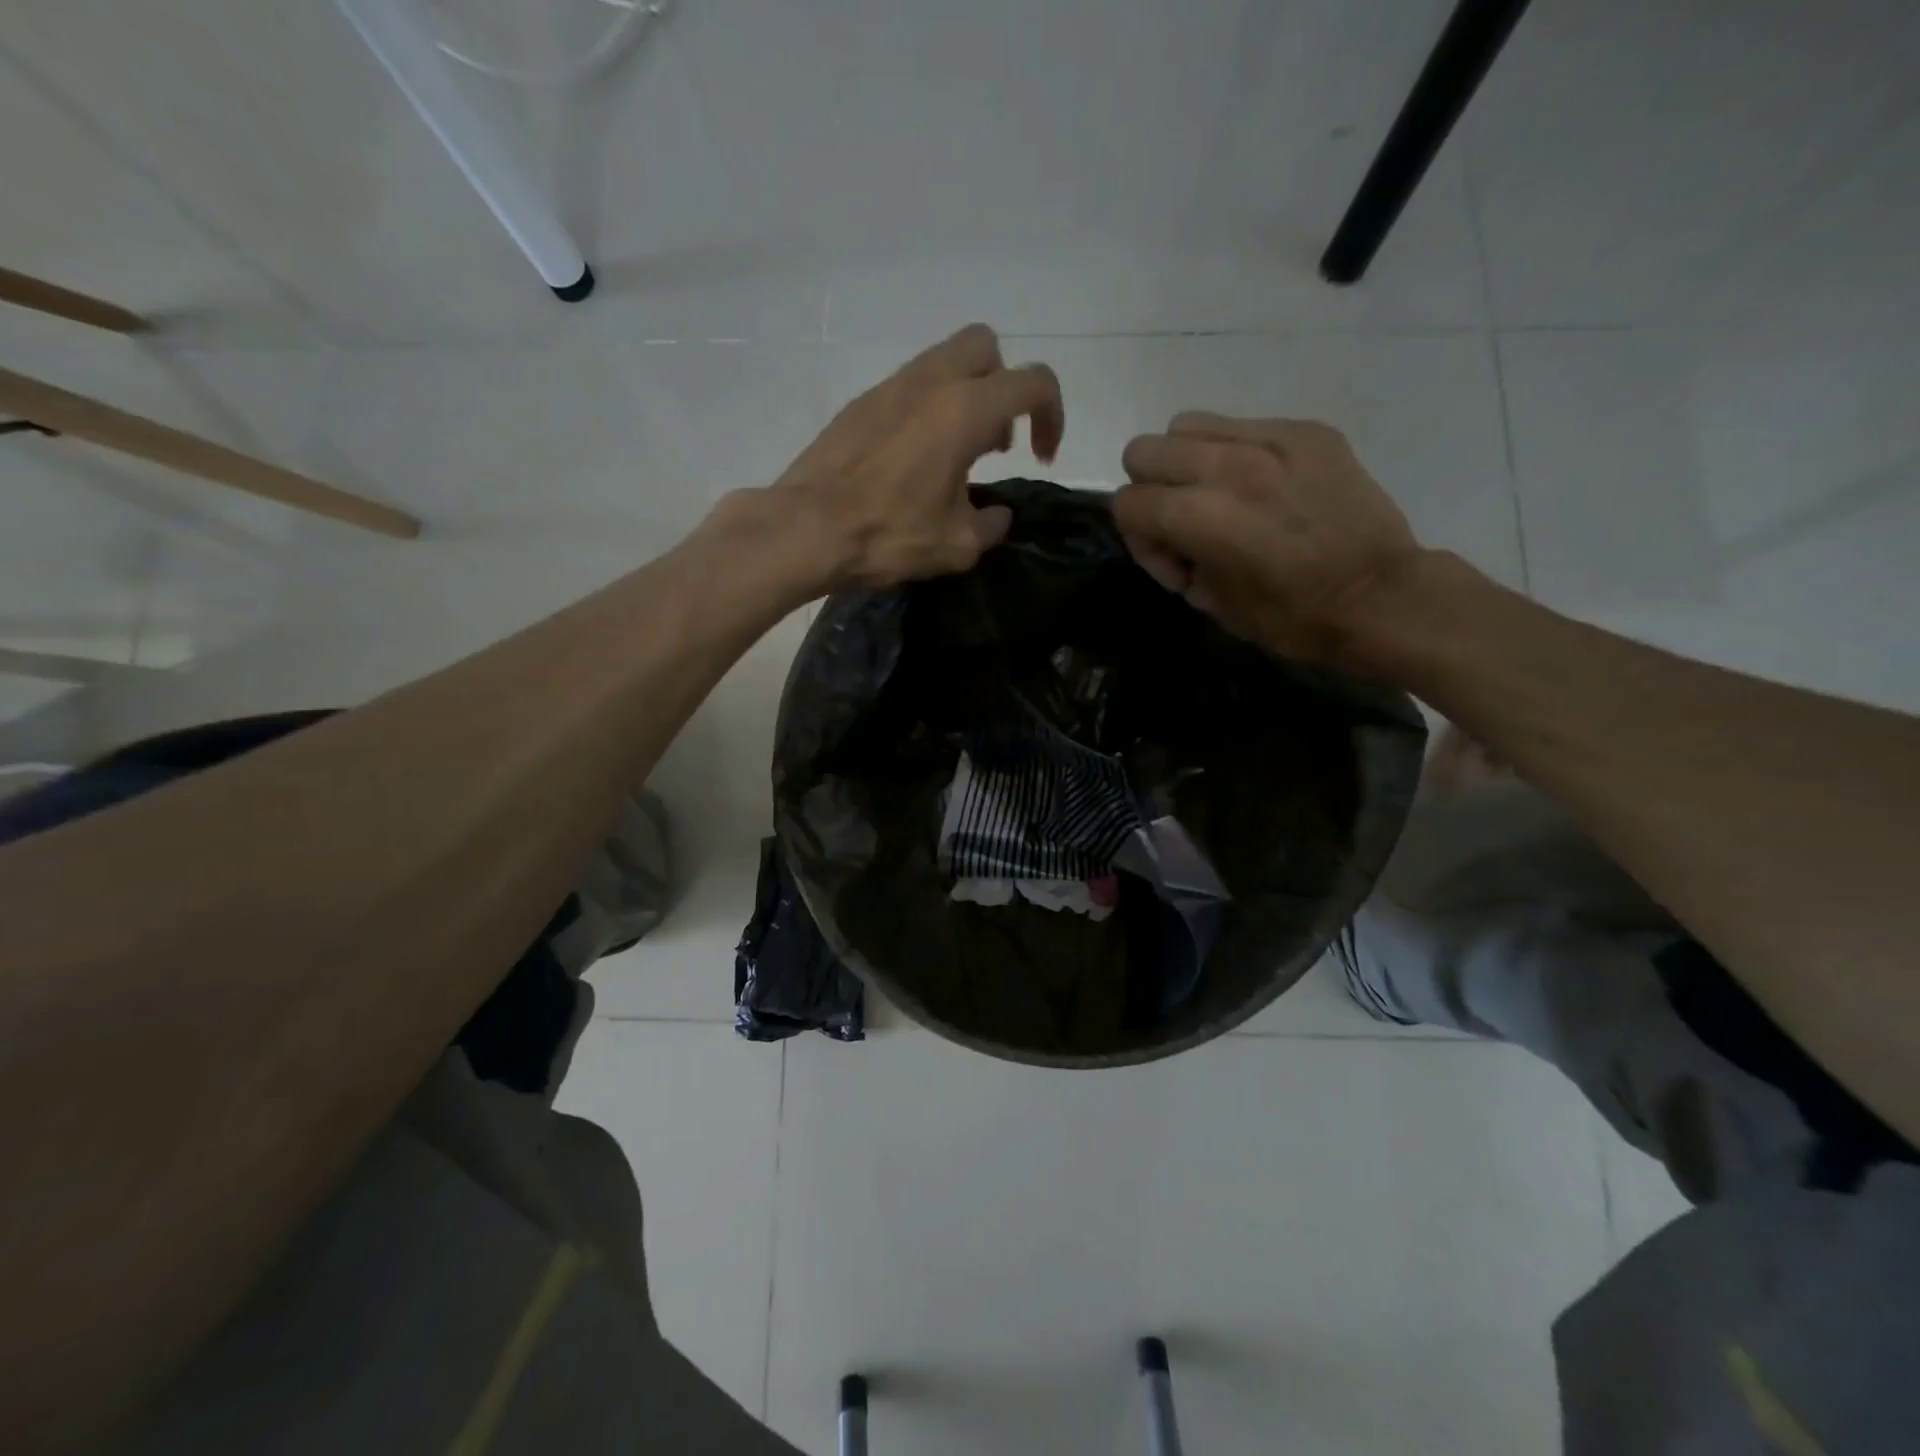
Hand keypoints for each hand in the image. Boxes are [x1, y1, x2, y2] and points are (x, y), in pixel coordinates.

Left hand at [773, 324, 1063, 588]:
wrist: (806, 528)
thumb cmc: (888, 534)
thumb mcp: (956, 545)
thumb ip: (990, 525)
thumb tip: (997, 516)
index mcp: (965, 409)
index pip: (1034, 382)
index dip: (1053, 416)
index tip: (1041, 457)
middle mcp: (930, 382)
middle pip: (986, 347)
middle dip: (1005, 386)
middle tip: (996, 442)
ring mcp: (890, 386)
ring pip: (944, 362)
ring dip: (965, 397)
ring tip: (956, 457)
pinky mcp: (860, 403)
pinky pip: (909, 387)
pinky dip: (928, 410)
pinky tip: (914, 462)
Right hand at [1114, 414, 1422, 664]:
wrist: (1383, 597)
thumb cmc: (1295, 618)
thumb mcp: (1216, 605)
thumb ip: (1178, 561)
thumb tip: (1173, 541)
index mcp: (1202, 516)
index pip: (1126, 503)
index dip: (1140, 541)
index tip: (1177, 566)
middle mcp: (1228, 466)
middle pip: (1144, 451)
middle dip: (1151, 491)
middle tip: (1185, 524)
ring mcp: (1270, 440)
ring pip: (1186, 425)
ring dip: (1187, 462)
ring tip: (1220, 498)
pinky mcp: (1306, 431)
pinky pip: (1242, 426)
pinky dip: (1235, 454)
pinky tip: (1265, 489)